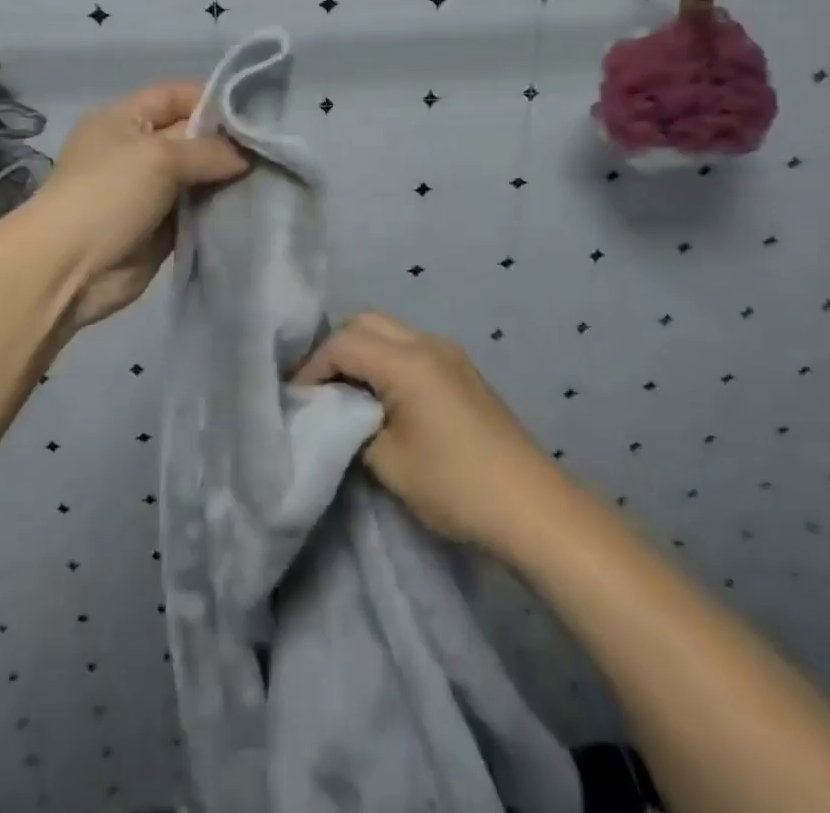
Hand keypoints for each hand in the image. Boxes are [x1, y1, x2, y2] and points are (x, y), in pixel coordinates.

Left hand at [30, 81, 247, 332]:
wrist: (69, 269)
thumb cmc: (107, 195)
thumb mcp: (158, 158)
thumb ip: (208, 151)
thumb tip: (246, 157)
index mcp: (124, 118)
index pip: (175, 95)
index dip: (213, 99)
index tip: (257, 113)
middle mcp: (137, 150)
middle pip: (191, 136)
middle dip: (227, 143)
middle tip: (272, 149)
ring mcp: (148, 190)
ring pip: (197, 176)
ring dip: (226, 178)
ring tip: (270, 177)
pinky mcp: (160, 227)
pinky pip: (197, 210)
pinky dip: (218, 208)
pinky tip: (252, 206)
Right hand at [293, 312, 559, 552]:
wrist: (533, 507)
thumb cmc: (455, 485)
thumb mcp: (388, 462)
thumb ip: (350, 426)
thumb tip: (333, 411)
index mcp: (408, 361)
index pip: (343, 342)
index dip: (312, 367)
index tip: (296, 399)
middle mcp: (428, 343)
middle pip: (366, 322)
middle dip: (335, 349)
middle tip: (318, 390)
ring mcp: (450, 353)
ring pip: (390, 331)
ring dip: (363, 352)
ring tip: (345, 394)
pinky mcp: (462, 370)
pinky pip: (411, 347)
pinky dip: (386, 360)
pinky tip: (382, 397)